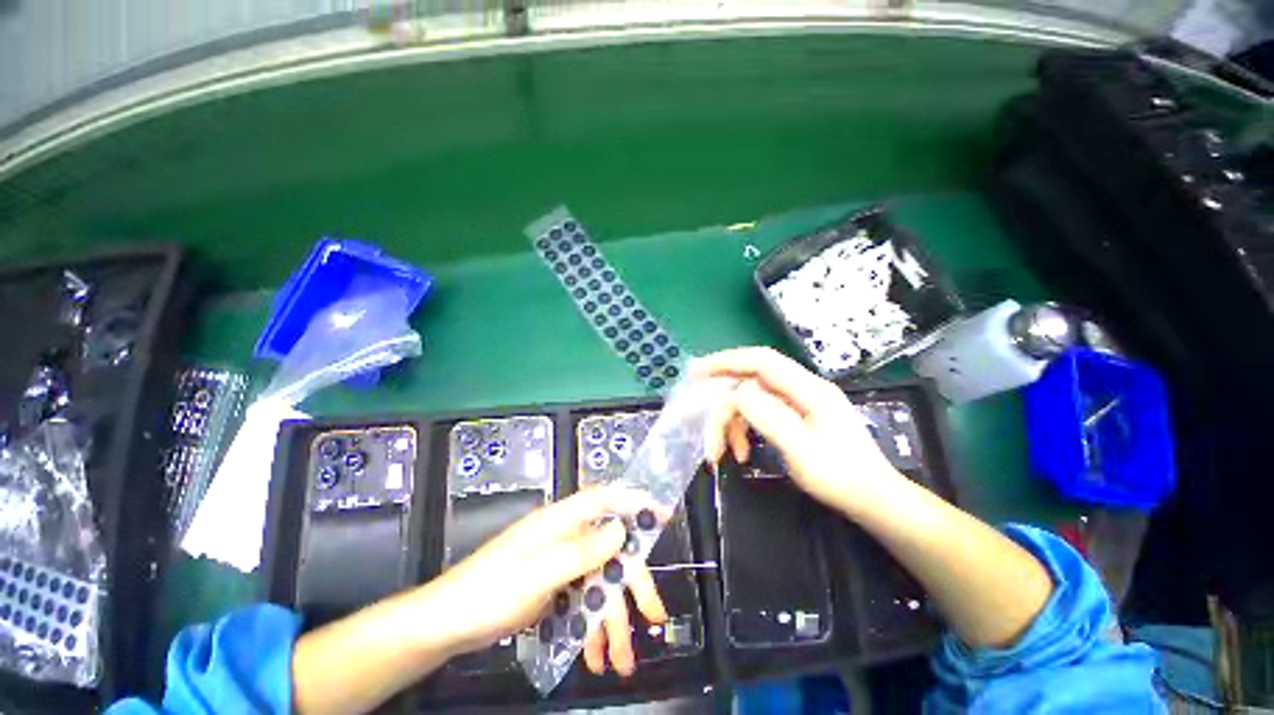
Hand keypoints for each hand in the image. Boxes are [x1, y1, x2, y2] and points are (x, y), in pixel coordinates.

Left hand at [417, 486, 667, 675]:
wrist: (446, 624)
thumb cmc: (491, 591)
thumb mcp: (539, 573)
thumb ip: (582, 551)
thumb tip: (621, 531)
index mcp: (561, 522)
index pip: (605, 499)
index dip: (635, 502)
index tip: (662, 515)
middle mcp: (565, 537)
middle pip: (611, 550)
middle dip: (632, 584)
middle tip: (654, 617)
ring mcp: (559, 563)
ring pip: (598, 583)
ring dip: (612, 620)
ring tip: (621, 661)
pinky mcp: (553, 587)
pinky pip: (582, 602)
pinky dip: (591, 628)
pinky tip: (595, 657)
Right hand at [694, 347, 901, 511]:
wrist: (874, 501)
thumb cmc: (842, 478)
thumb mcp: (803, 450)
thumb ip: (770, 417)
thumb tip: (738, 392)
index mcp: (808, 390)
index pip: (760, 361)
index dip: (726, 361)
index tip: (698, 370)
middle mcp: (802, 390)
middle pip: (751, 383)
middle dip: (723, 403)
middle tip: (702, 424)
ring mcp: (798, 403)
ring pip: (751, 402)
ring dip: (732, 424)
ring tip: (723, 453)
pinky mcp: (795, 418)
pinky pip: (760, 415)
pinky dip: (744, 431)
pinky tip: (741, 452)